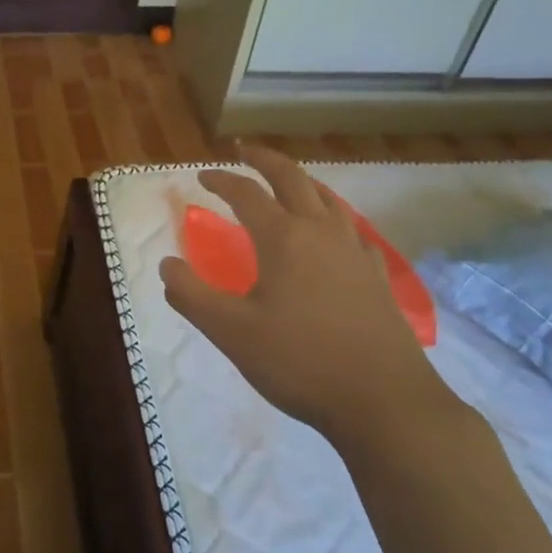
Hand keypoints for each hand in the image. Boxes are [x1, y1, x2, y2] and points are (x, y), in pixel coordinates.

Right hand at [159, 145, 458, 459]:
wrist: (384, 402)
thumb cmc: (300, 362)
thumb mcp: (231, 332)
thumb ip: (191, 295)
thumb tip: (166, 264)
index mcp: (283, 238)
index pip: (246, 193)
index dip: (221, 179)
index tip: (202, 176)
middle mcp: (320, 232)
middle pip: (292, 178)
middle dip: (264, 159)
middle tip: (243, 150)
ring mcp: (354, 251)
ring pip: (327, 197)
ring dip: (300, 181)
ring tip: (285, 182)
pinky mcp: (375, 275)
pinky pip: (350, 227)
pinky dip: (330, 214)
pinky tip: (330, 233)